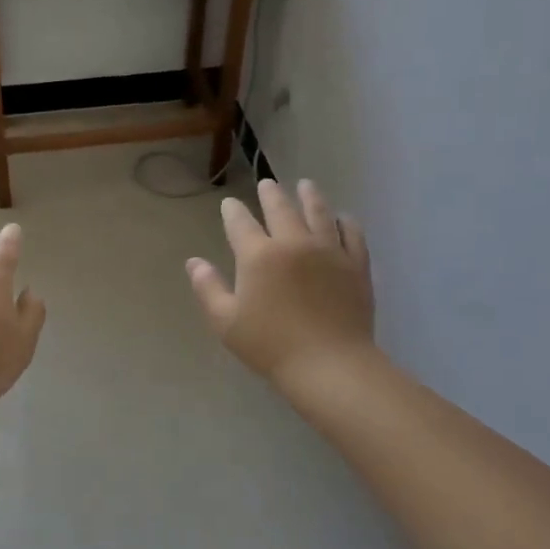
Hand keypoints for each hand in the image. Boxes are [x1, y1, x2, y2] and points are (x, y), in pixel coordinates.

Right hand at [187, 178, 375, 394]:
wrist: (330, 364)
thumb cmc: (270, 346)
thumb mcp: (226, 322)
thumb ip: (208, 288)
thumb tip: (193, 262)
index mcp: (258, 256)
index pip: (241, 223)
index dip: (233, 211)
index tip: (230, 204)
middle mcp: (293, 243)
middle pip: (281, 209)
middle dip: (271, 194)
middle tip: (267, 184)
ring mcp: (328, 251)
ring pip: (319, 213)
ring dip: (310, 196)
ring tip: (306, 185)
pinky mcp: (355, 265)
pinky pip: (352, 234)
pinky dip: (346, 222)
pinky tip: (343, 218)